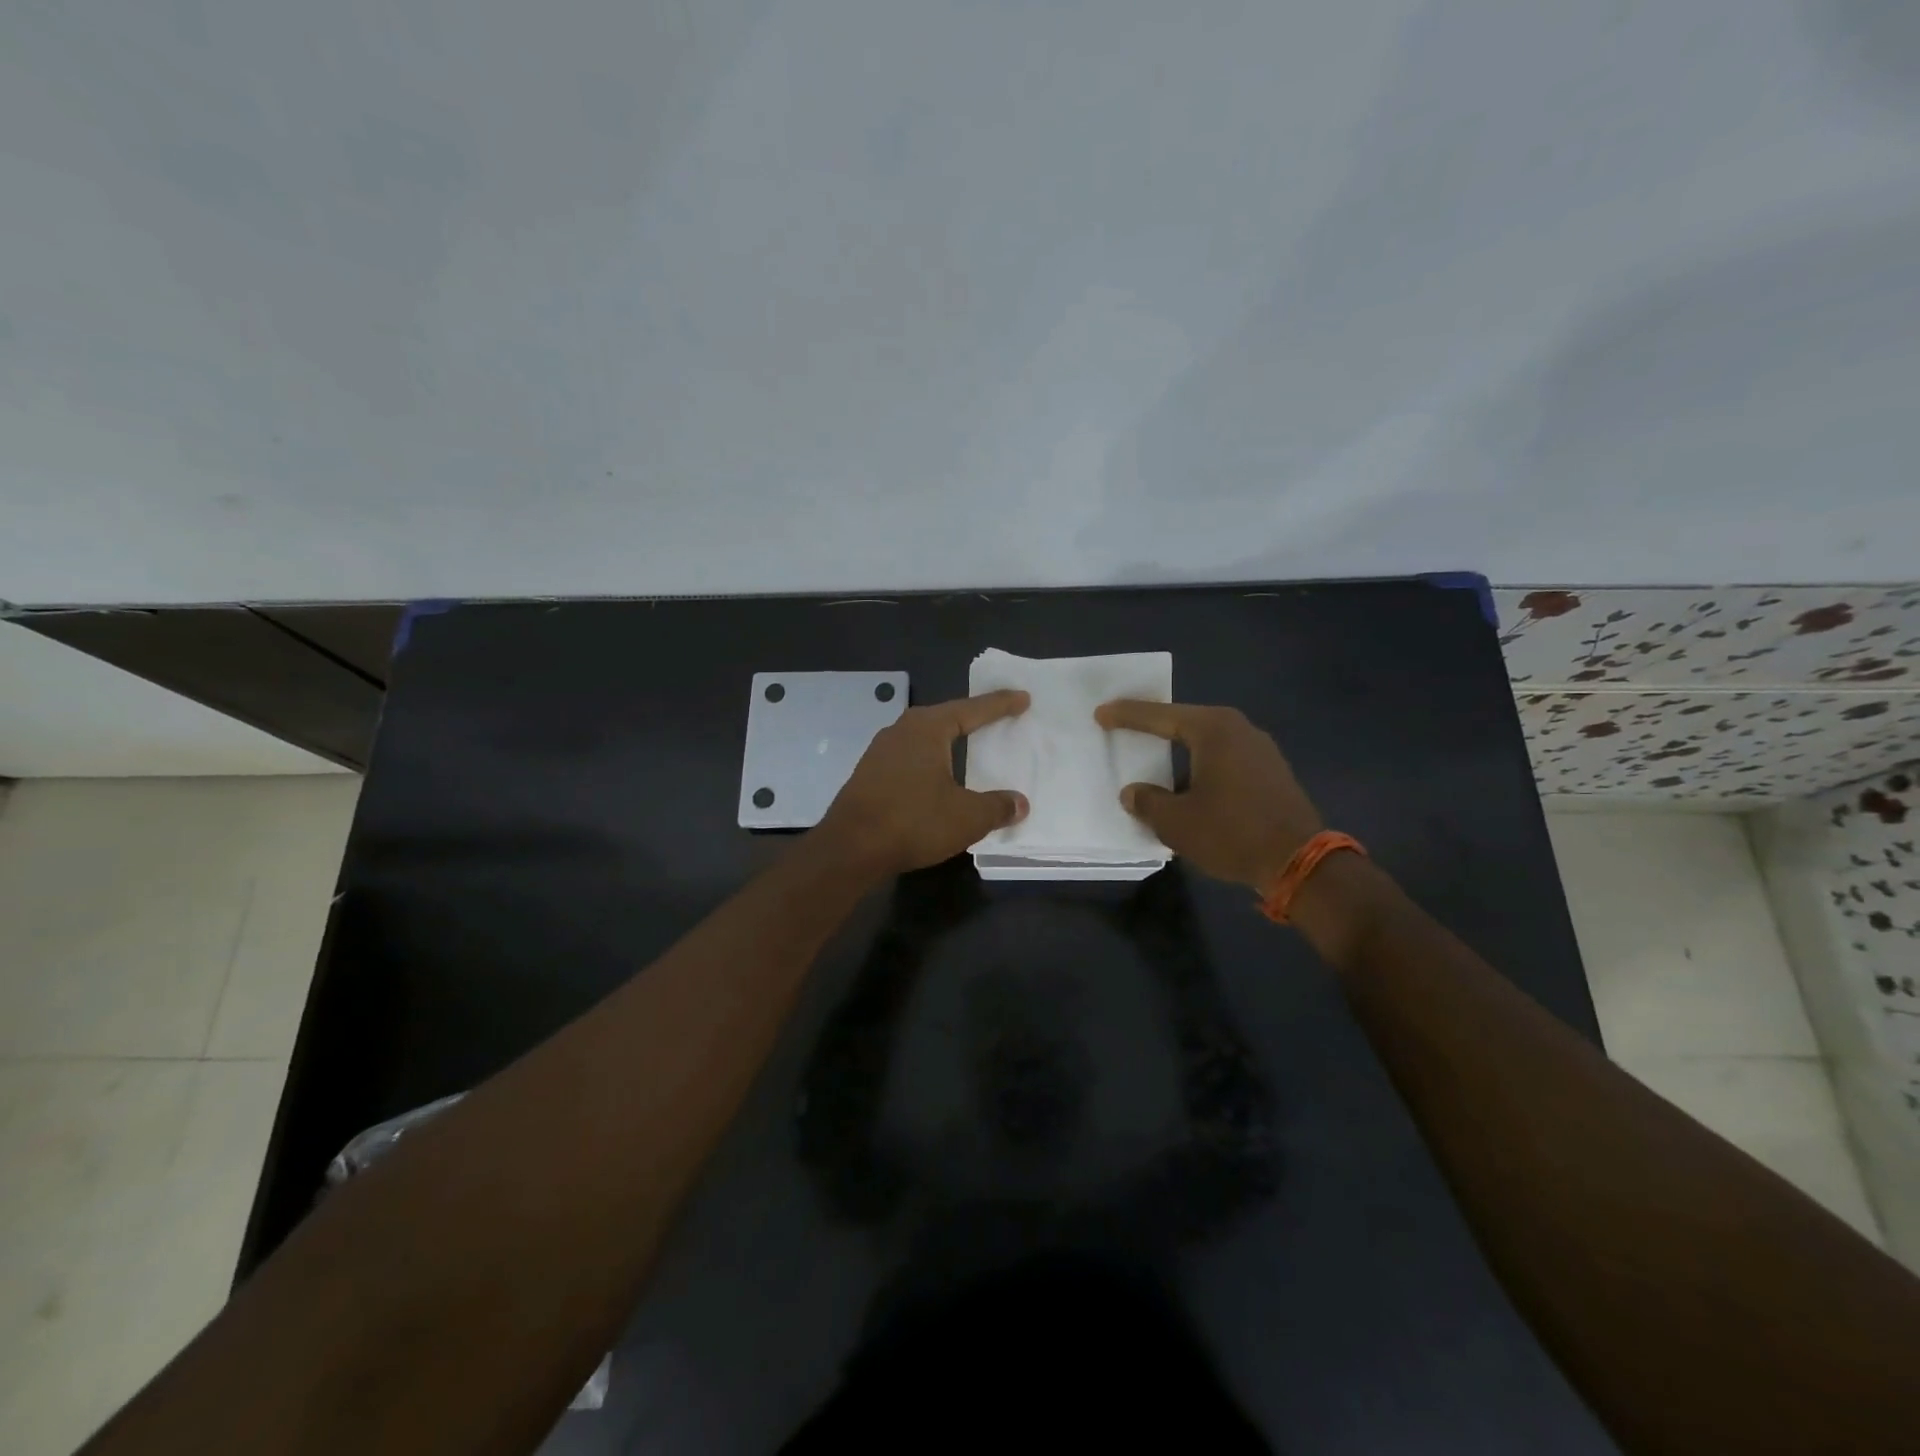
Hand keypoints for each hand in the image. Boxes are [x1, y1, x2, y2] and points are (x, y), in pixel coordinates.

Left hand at [817, 691, 1031, 874]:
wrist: (850, 848)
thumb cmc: (913, 822)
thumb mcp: (967, 817)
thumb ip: (997, 807)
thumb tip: (1019, 803)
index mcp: (927, 728)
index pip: (971, 710)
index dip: (1000, 705)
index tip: (1023, 698)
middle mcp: (901, 731)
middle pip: (944, 717)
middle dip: (972, 718)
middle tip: (998, 717)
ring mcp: (880, 752)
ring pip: (924, 738)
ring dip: (947, 740)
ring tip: (968, 744)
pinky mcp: (869, 774)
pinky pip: (909, 758)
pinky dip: (930, 761)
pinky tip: (936, 775)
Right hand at [1094, 700, 1323, 890]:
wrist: (1300, 863)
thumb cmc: (1231, 832)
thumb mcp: (1176, 822)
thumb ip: (1148, 802)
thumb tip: (1134, 793)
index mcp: (1214, 730)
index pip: (1161, 716)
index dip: (1128, 716)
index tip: (1101, 713)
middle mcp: (1240, 729)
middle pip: (1186, 722)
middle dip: (1155, 726)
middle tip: (1125, 726)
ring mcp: (1261, 750)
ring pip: (1208, 742)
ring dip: (1180, 750)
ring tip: (1155, 758)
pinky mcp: (1272, 772)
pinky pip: (1225, 759)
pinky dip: (1201, 765)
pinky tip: (1189, 783)